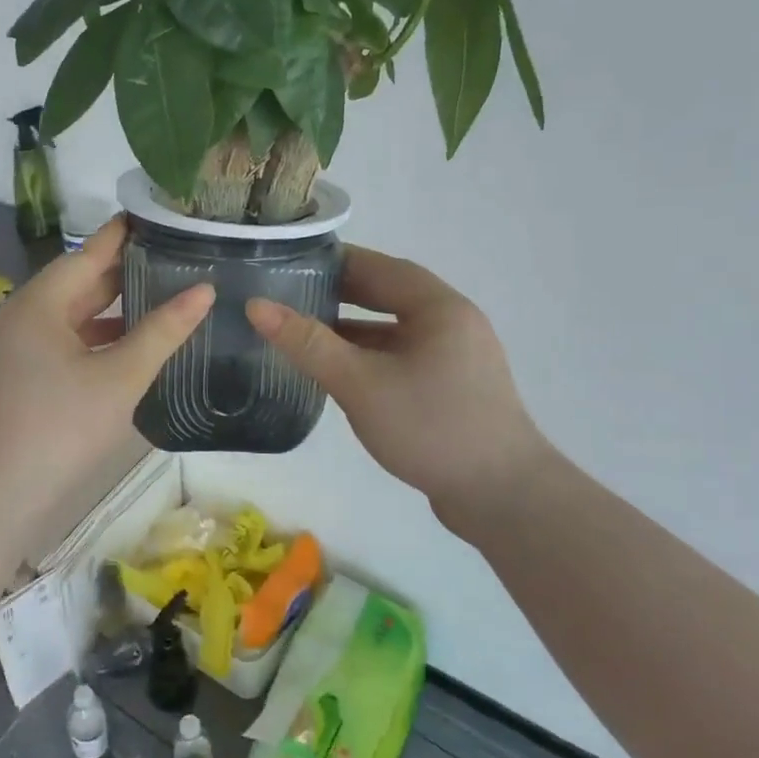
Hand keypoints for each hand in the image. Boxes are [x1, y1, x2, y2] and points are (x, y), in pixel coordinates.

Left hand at [0, 217, 212, 505]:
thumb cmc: (62, 427)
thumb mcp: (121, 377)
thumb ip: (163, 331)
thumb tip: (204, 291)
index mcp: (38, 305)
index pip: (86, 255)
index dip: (121, 236)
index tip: (152, 217)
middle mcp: (17, 317)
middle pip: (74, 284)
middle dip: (118, 273)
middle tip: (165, 258)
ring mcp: (9, 349)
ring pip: (64, 317)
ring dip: (105, 310)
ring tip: (152, 299)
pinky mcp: (10, 377)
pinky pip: (54, 342)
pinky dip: (88, 338)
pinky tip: (118, 348)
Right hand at [245, 247, 550, 514]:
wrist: (502, 495)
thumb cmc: (430, 426)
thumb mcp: (360, 383)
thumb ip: (308, 343)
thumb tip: (256, 306)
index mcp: (439, 307)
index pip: (380, 267)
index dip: (335, 262)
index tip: (292, 263)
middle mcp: (453, 322)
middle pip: (390, 295)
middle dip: (341, 295)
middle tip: (292, 296)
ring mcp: (458, 357)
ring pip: (396, 330)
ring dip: (355, 329)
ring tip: (307, 333)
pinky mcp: (455, 388)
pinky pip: (405, 357)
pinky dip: (372, 357)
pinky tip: (343, 374)